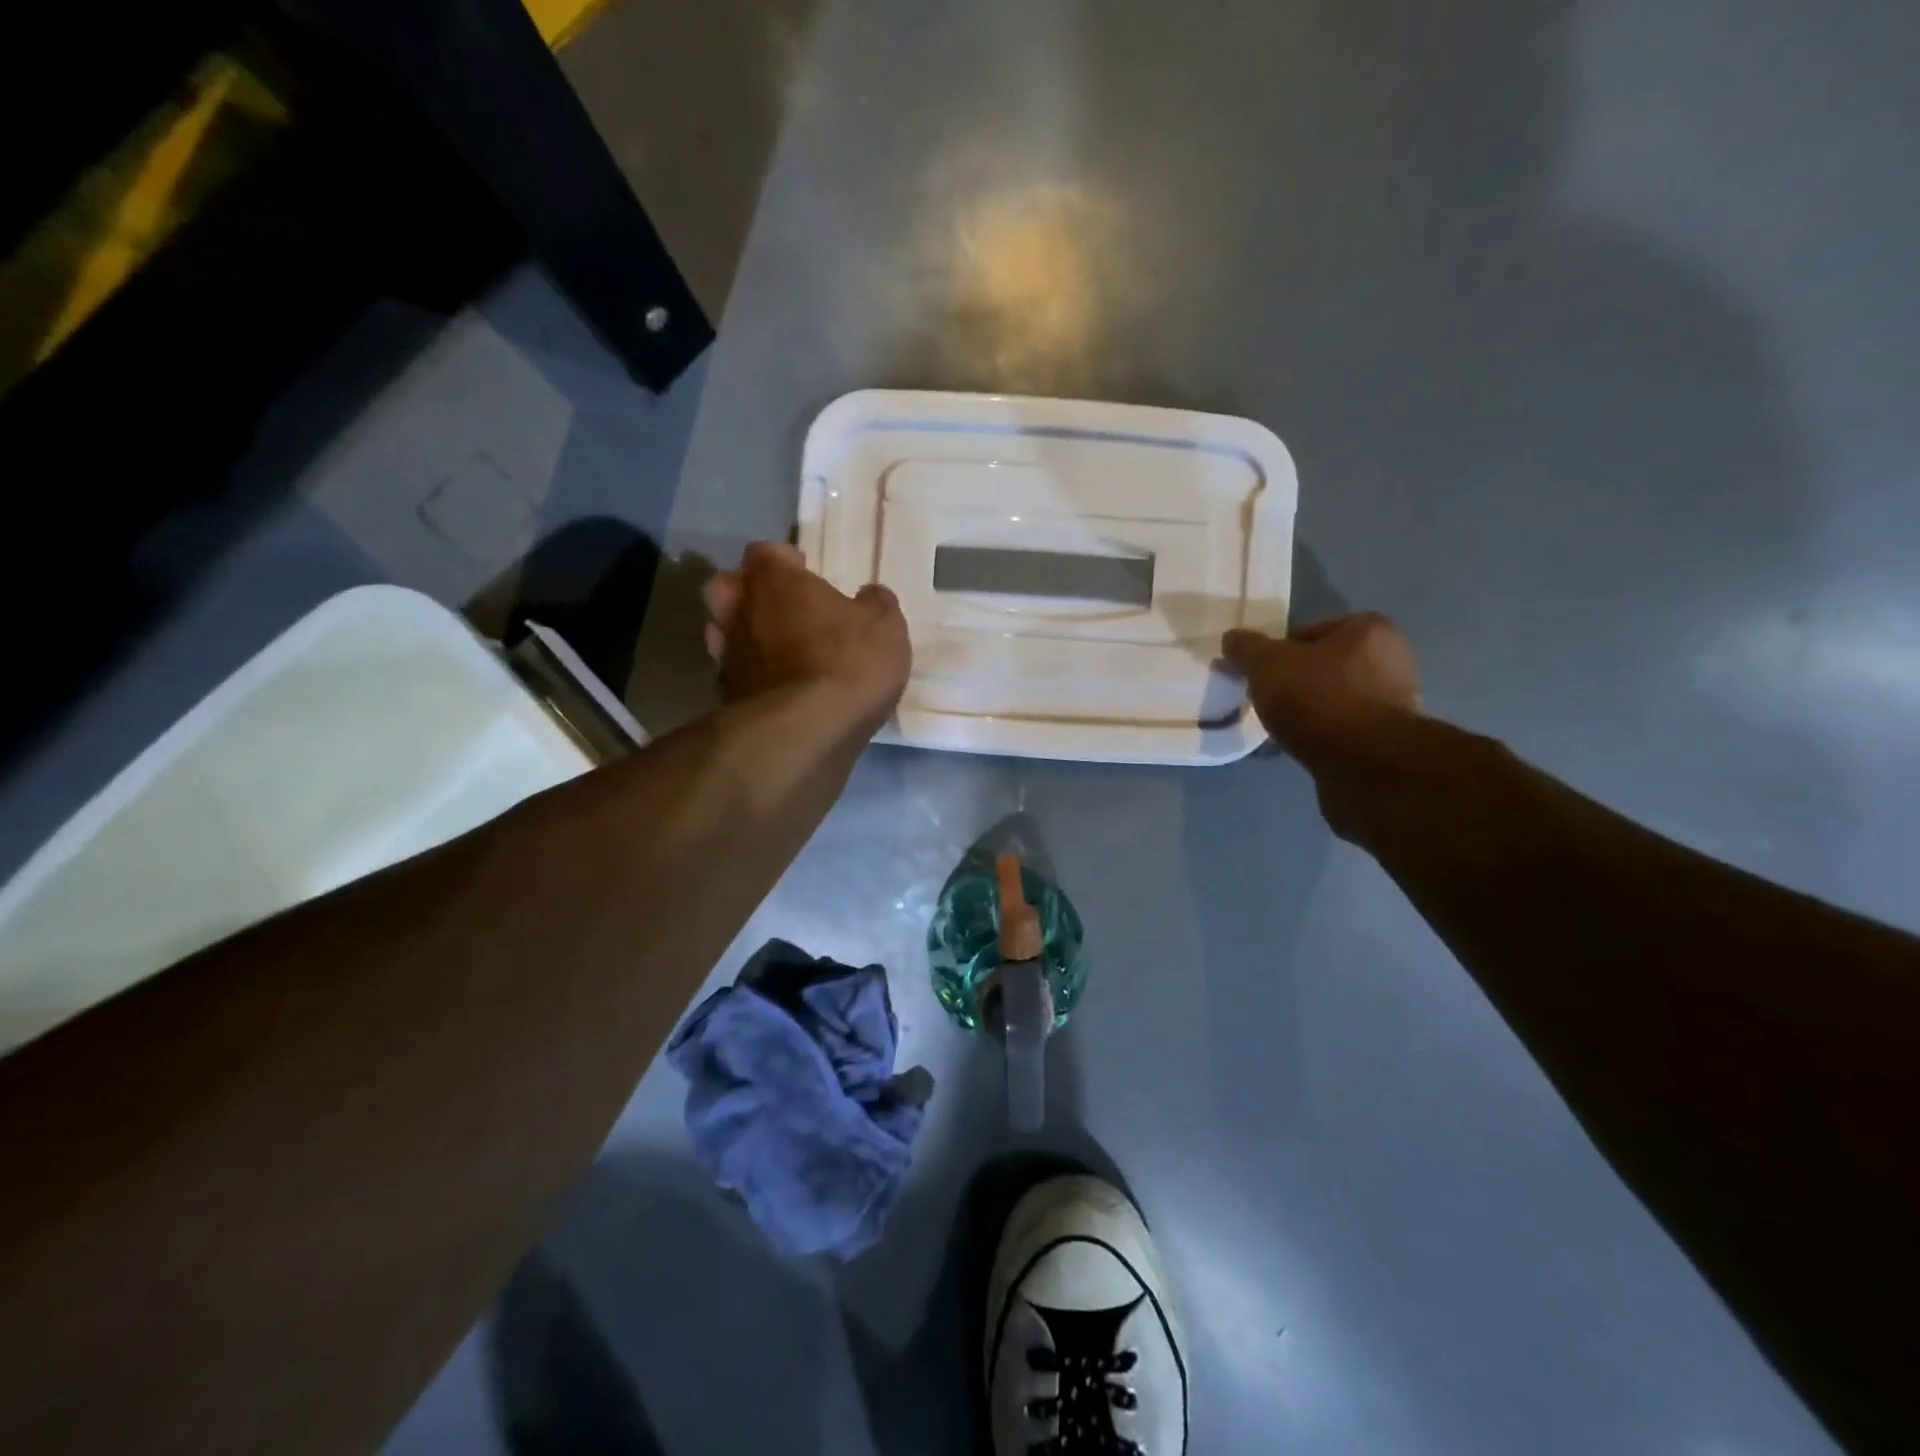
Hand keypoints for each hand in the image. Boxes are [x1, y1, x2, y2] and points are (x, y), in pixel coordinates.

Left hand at [703, 541, 910, 728]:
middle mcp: (742, 612)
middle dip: (746, 591)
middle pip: (726, 586)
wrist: (807, 732)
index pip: (765, 552)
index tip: (804, 571)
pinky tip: (775, 687)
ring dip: (743, 634)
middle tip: (779, 605)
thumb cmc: (848, 663)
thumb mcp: (885, 628)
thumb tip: (870, 595)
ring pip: (721, 631)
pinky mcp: (727, 698)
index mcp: (776, 583)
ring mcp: (728, 656)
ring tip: (774, 649)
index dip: (784, 559)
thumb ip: (876, 605)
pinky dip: (751, 675)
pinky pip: (734, 674)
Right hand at [1221, 612, 1421, 762]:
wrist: (1363, 764)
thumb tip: (1233, 639)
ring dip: (1310, 709)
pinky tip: (1303, 746)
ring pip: (1335, 698)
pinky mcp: (1389, 739)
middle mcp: (1392, 659)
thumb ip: (1247, 648)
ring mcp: (1396, 701)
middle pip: (1325, 665)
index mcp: (1369, 630)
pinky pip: (1344, 728)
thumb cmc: (1318, 699)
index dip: (1280, 651)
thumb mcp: (1267, 664)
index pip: (1310, 631)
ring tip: (1282, 726)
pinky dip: (1323, 735)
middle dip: (1296, 681)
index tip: (1261, 673)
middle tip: (1269, 699)